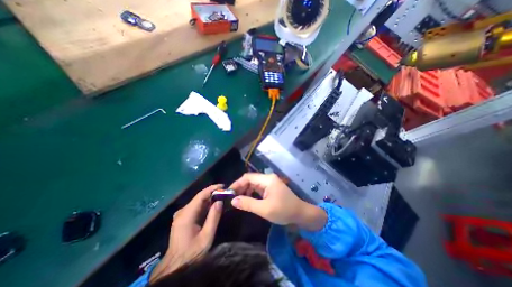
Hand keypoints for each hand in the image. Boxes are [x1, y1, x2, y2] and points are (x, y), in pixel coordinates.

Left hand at [150, 183, 223, 281]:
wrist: (175, 267)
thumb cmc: (192, 252)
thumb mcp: (206, 236)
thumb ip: (213, 217)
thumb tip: (219, 201)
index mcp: (186, 215)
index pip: (200, 195)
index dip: (212, 189)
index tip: (223, 186)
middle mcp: (182, 211)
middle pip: (199, 197)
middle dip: (212, 193)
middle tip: (225, 192)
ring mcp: (181, 215)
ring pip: (197, 202)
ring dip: (209, 199)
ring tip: (221, 197)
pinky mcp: (182, 218)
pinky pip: (195, 207)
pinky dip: (205, 205)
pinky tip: (213, 205)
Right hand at [229, 172, 324, 230]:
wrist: (301, 214)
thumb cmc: (284, 211)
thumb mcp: (264, 209)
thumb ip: (248, 204)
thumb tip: (233, 200)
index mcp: (267, 180)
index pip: (248, 177)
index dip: (237, 183)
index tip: (229, 192)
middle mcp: (268, 178)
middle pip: (250, 179)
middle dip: (241, 187)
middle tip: (232, 197)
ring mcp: (270, 183)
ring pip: (254, 184)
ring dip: (245, 190)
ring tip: (238, 199)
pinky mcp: (271, 188)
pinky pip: (258, 188)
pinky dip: (252, 193)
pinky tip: (248, 199)